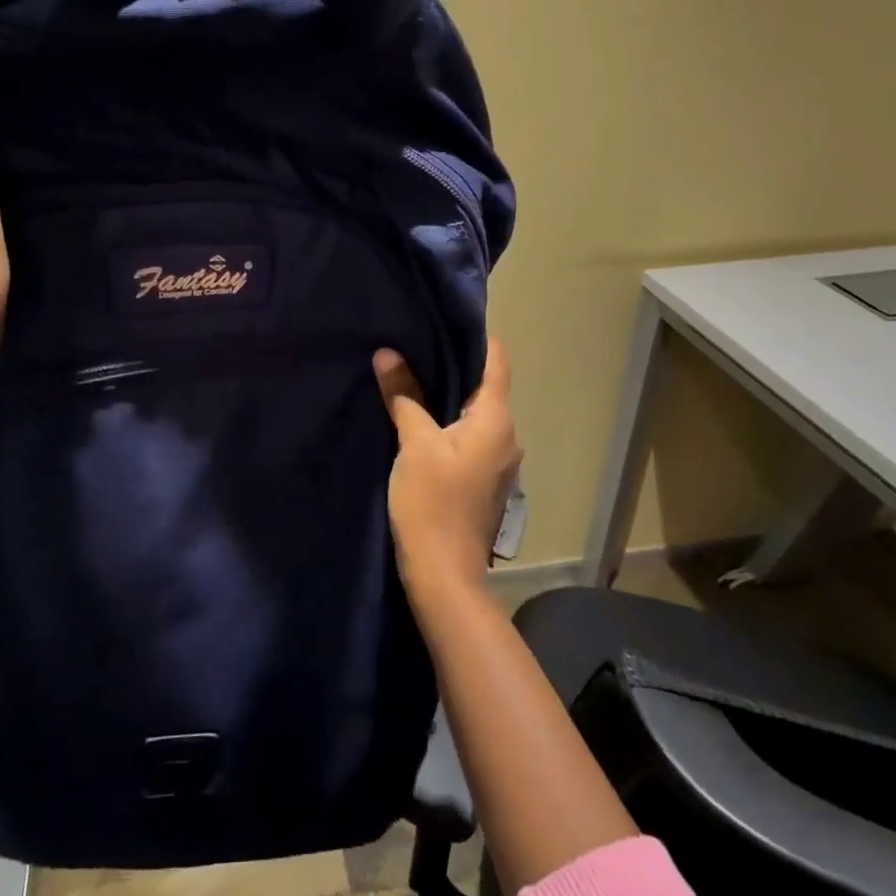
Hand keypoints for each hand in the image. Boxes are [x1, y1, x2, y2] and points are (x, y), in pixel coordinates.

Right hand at [373, 337, 521, 606]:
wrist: (444, 573)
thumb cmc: (432, 502)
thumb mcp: (413, 444)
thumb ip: (404, 396)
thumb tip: (388, 355)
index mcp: (496, 419)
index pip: (497, 360)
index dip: (474, 337)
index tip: (441, 321)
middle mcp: (507, 435)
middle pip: (485, 386)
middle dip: (452, 366)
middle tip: (414, 346)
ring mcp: (499, 461)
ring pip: (476, 414)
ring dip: (448, 397)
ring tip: (411, 379)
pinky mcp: (484, 480)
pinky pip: (470, 437)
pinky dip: (449, 423)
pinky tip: (419, 421)